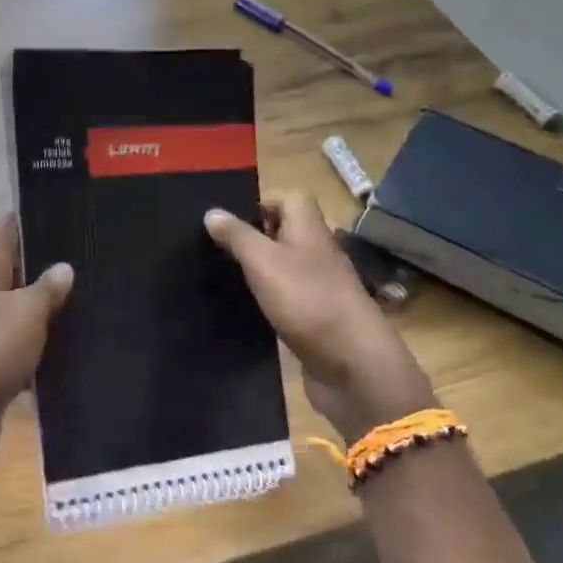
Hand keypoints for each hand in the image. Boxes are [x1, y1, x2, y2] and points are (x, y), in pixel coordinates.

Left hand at [0, 215, 72, 500]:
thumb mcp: (24, 314)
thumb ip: (46, 289)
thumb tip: (63, 268)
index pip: (7, 229)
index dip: (37, 216)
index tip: (75, 211)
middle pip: (17, 271)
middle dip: (53, 265)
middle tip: (100, 258)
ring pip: (23, 313)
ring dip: (53, 311)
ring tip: (101, 300)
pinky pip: (24, 350)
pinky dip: (47, 350)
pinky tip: (82, 351)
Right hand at [205, 194, 435, 440]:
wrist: (351, 363)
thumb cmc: (308, 300)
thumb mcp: (263, 261)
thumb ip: (237, 236)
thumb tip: (211, 211)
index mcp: (310, 229)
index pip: (289, 199)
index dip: (259, 203)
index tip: (225, 219)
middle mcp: (316, 252)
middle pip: (284, 233)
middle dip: (251, 237)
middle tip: (212, 248)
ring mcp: (318, 286)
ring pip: (282, 267)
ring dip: (256, 270)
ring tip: (218, 276)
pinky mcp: (314, 317)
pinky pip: (285, 298)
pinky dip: (265, 299)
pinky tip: (240, 308)